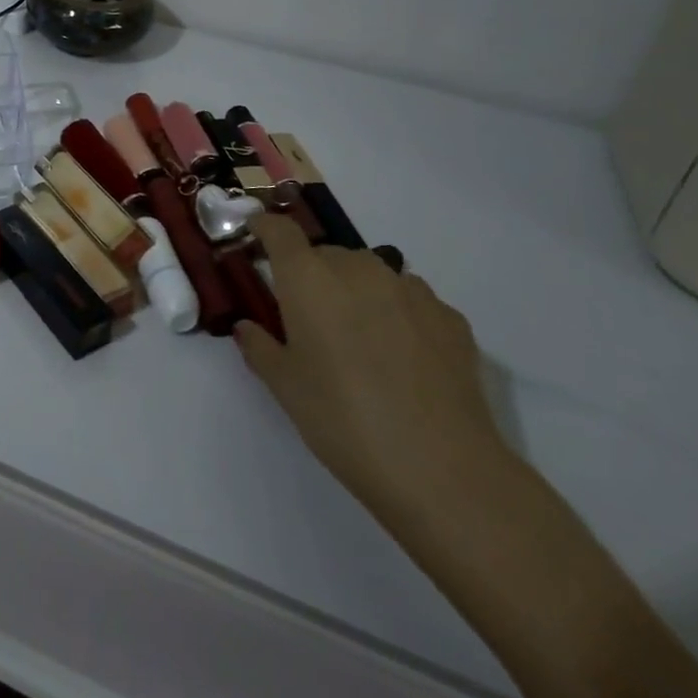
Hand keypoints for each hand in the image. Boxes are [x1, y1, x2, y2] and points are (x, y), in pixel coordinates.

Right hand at [237, 215, 510, 524]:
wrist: (443, 470)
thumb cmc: (344, 421)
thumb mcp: (285, 387)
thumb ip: (260, 347)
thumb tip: (248, 327)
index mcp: (309, 279)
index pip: (280, 230)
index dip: (264, 227)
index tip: (255, 237)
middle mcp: (358, 269)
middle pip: (326, 255)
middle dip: (312, 276)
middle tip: (309, 320)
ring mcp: (409, 289)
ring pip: (370, 275)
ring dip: (357, 293)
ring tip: (360, 342)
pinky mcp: (450, 317)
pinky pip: (410, 300)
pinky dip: (397, 314)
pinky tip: (403, 359)